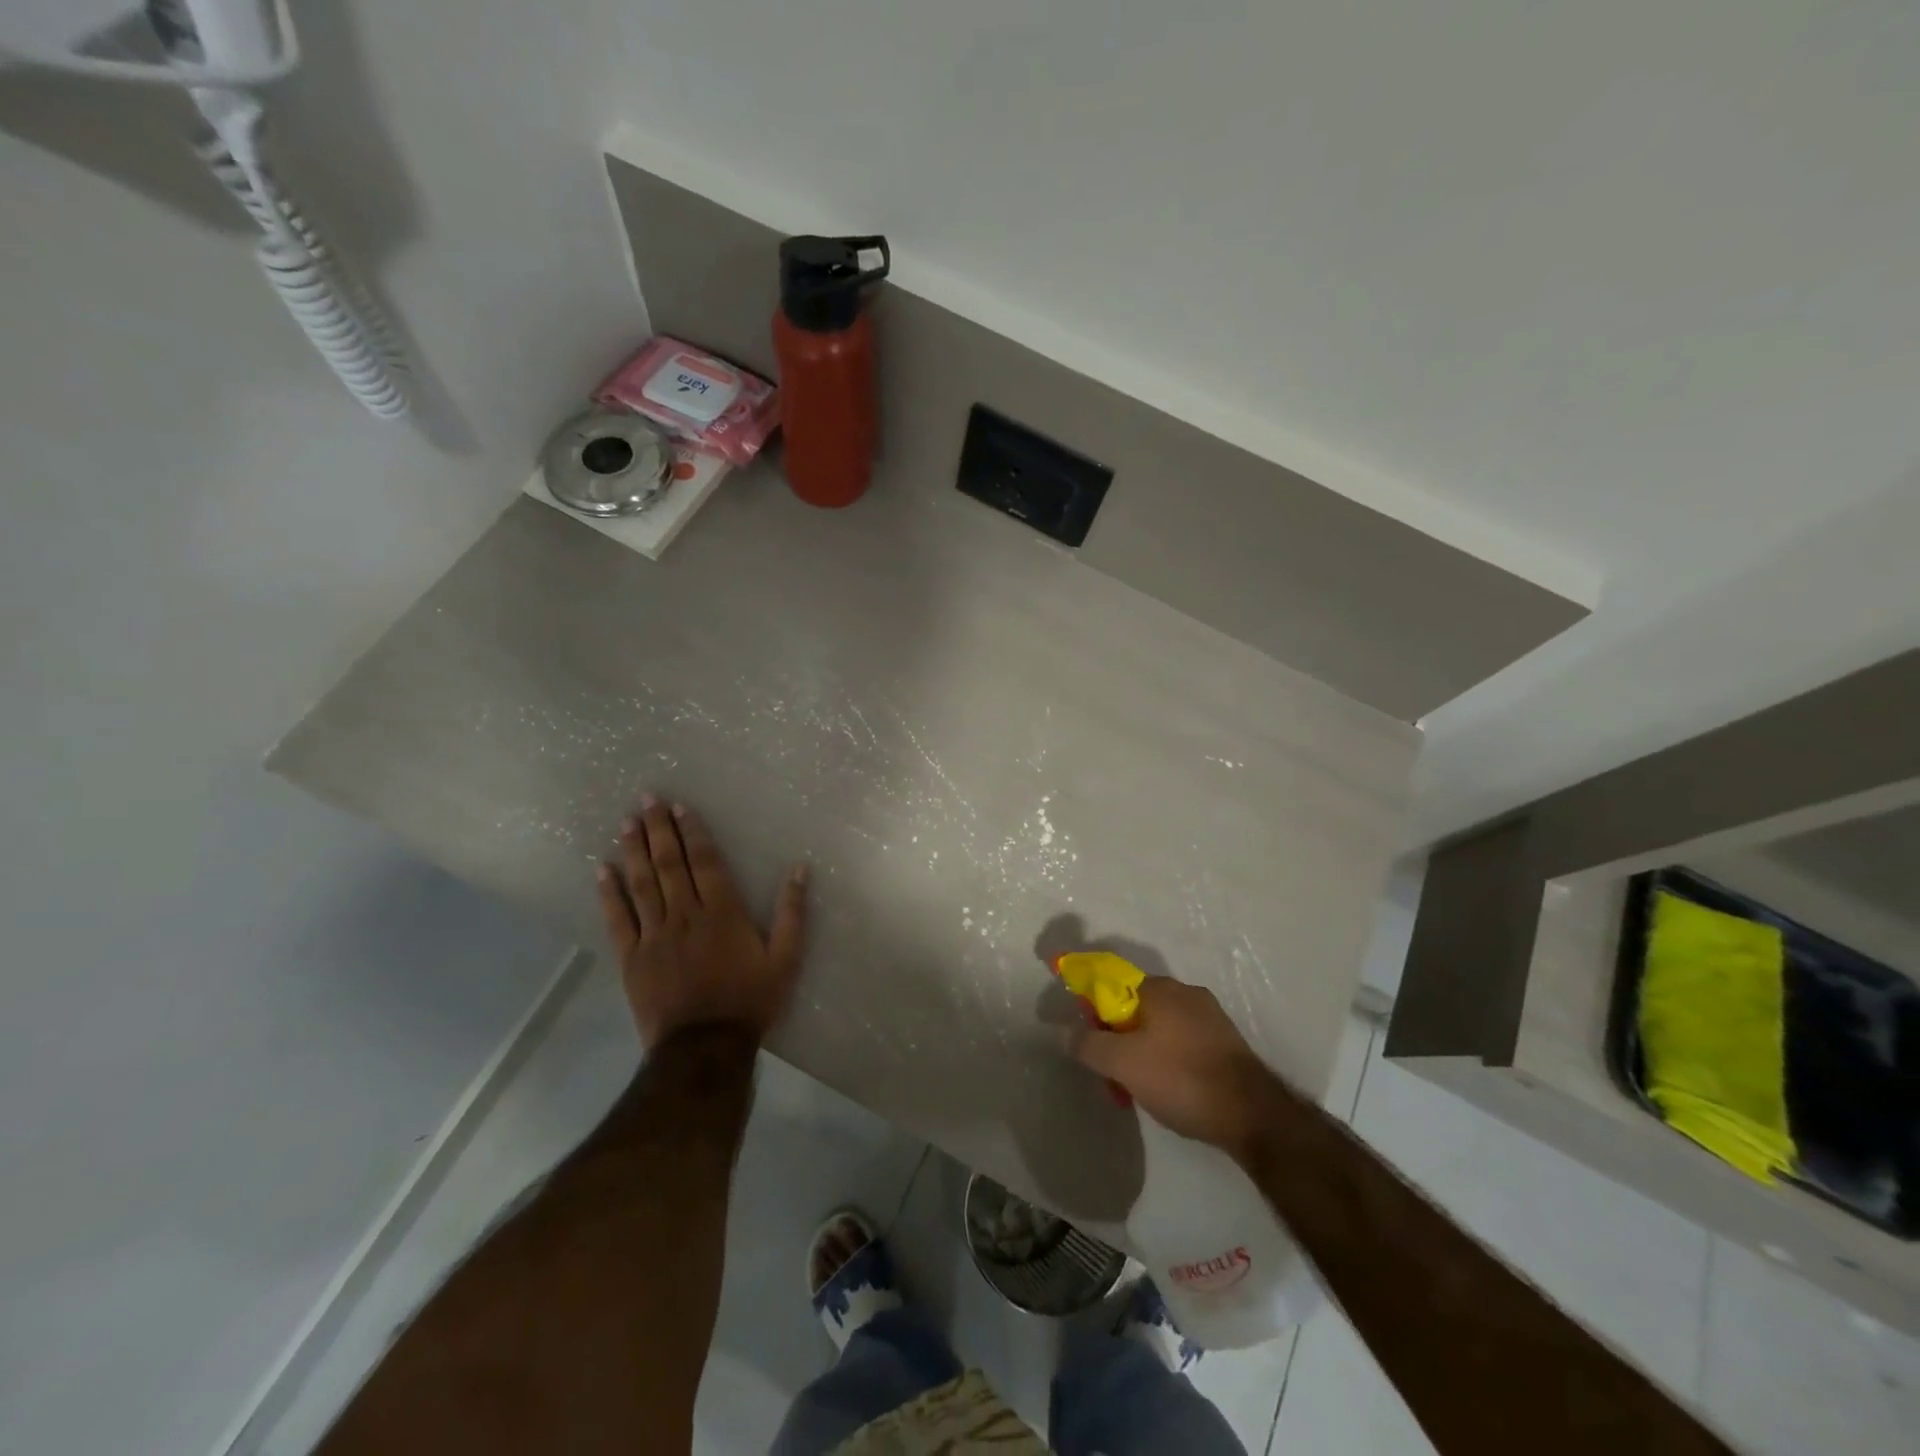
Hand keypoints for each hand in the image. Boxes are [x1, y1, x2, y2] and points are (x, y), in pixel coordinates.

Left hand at [596, 796, 809, 1048]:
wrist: (704, 1048)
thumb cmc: (749, 1001)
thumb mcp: (785, 959)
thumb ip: (792, 912)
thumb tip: (800, 869)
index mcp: (723, 912)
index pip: (706, 861)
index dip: (693, 832)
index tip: (680, 807)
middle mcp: (686, 914)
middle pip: (669, 864)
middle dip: (658, 829)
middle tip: (646, 799)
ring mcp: (655, 935)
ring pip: (642, 884)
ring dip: (634, 850)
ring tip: (626, 822)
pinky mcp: (632, 957)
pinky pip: (618, 919)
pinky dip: (609, 893)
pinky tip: (602, 869)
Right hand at [1066, 976, 1286, 1152]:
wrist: (1253, 1116)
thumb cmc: (1182, 1079)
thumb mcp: (1123, 1064)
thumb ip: (1088, 1044)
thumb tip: (1062, 1030)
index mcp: (1160, 988)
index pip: (1112, 984)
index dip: (1094, 1009)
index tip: (1088, 1040)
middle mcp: (1186, 993)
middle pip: (1134, 1008)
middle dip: (1117, 1038)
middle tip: (1111, 1073)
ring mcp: (1210, 1018)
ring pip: (1159, 1029)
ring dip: (1141, 1053)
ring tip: (1138, 1090)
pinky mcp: (1225, 1044)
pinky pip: (1182, 1044)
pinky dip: (1167, 1062)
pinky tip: (1168, 1092)